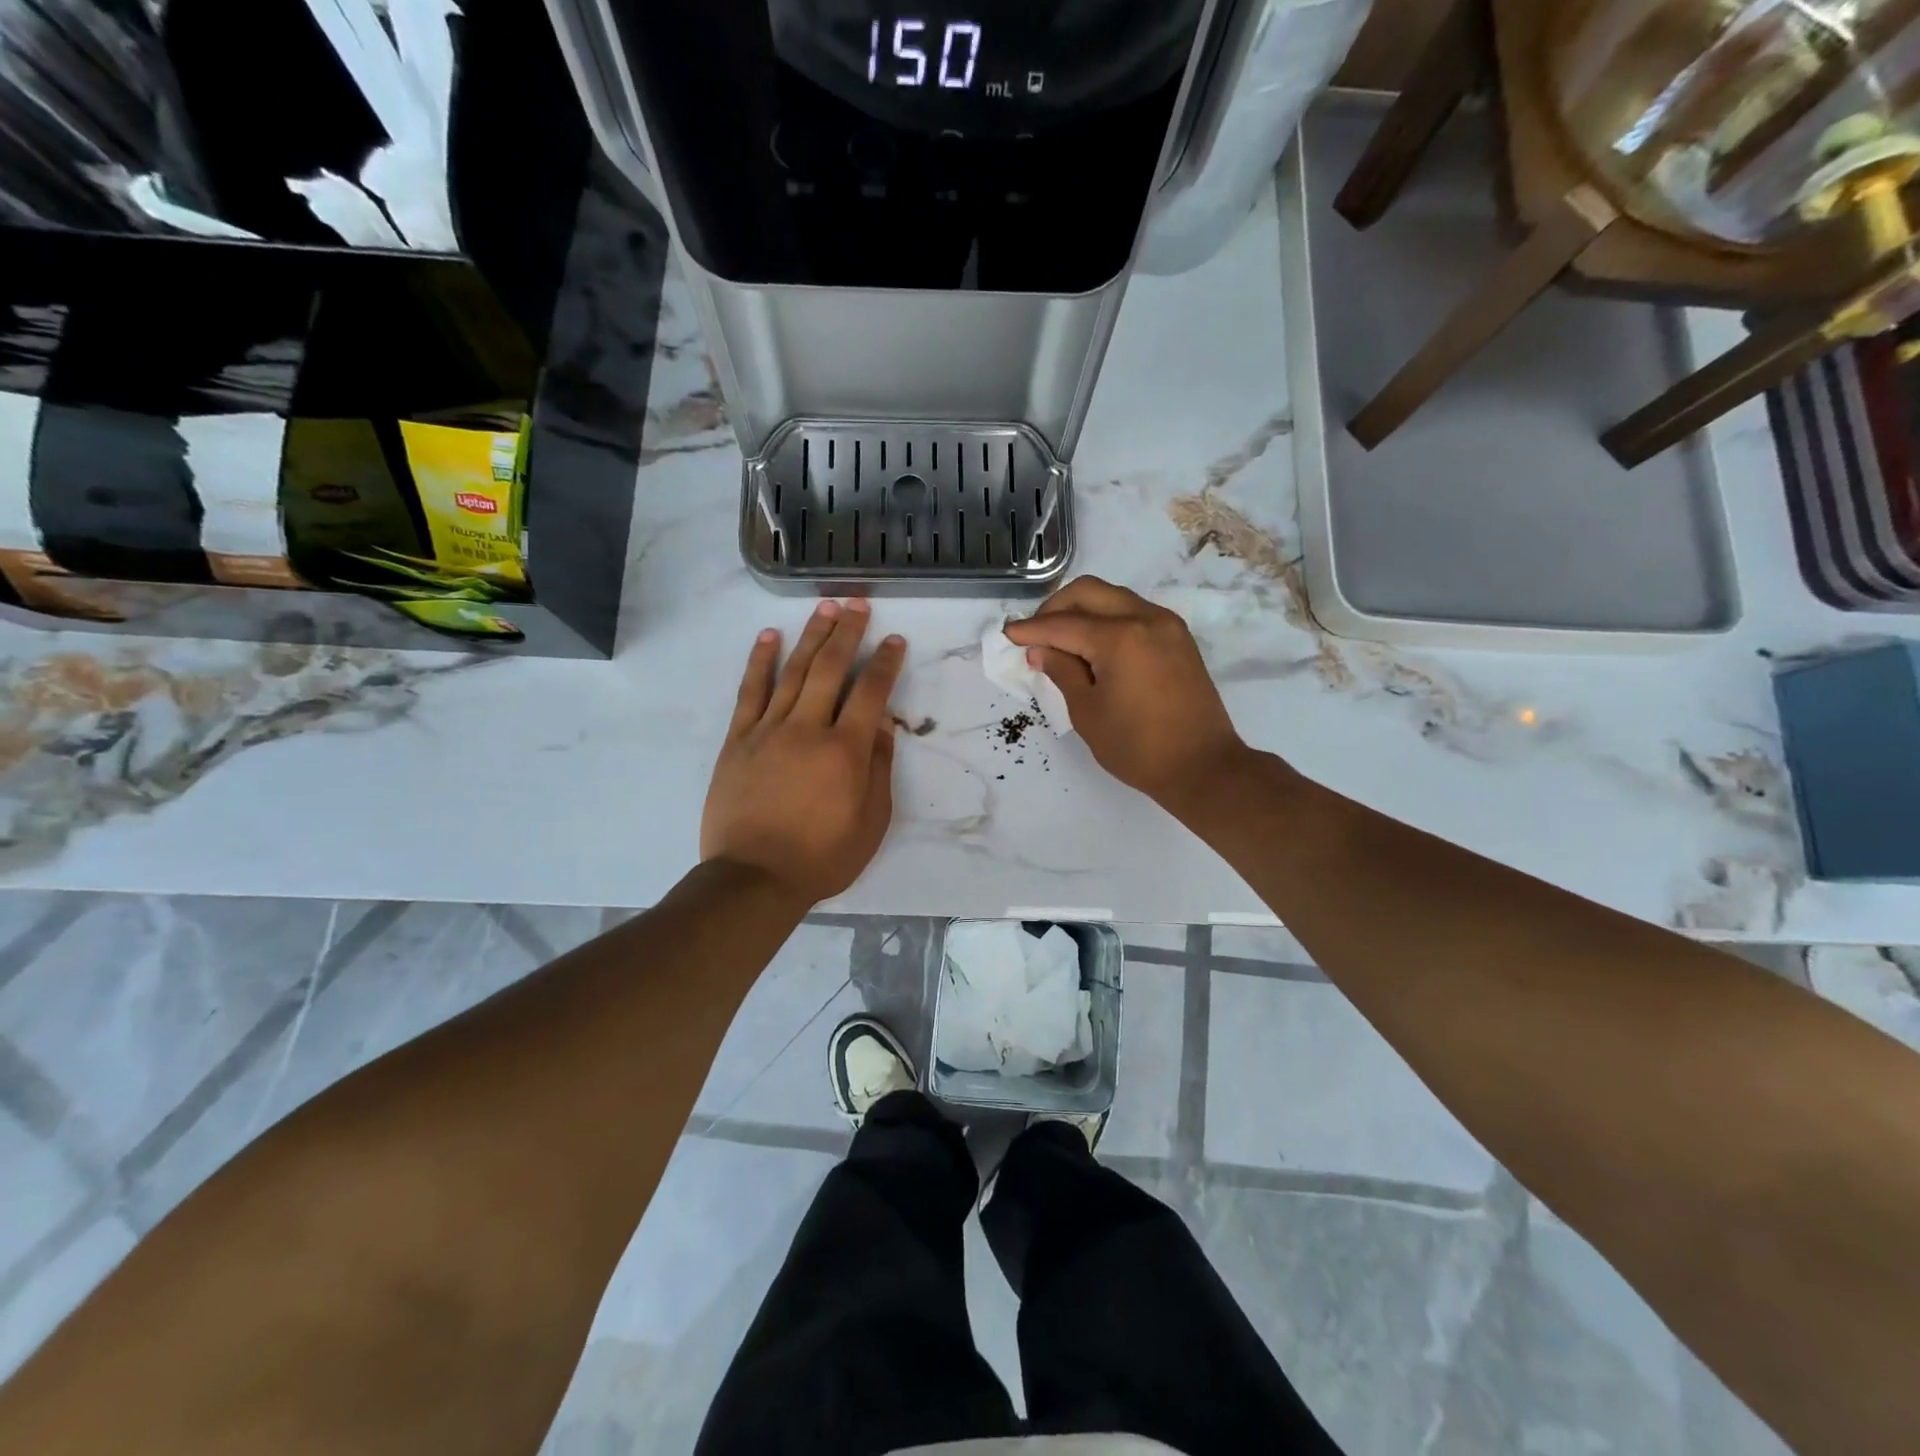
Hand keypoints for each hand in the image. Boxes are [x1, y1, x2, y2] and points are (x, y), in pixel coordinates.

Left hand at [702, 600, 905, 902]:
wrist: (754, 878)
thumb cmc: (823, 856)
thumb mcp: (871, 821)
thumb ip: (878, 767)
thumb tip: (883, 722)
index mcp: (846, 750)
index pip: (871, 693)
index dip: (886, 663)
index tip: (894, 640)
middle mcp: (808, 729)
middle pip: (831, 668)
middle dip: (847, 632)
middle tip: (857, 603)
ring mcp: (769, 730)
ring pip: (794, 672)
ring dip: (811, 636)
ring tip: (825, 607)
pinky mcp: (739, 740)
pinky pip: (751, 692)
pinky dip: (760, 661)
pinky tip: (769, 637)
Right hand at [1004, 577, 1248, 812]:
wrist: (1202, 766)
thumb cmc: (1137, 747)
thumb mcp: (1088, 712)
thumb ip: (1062, 672)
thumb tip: (1041, 650)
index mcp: (1120, 638)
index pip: (1063, 624)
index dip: (1031, 629)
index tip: (1007, 634)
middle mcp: (1145, 618)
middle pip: (1089, 592)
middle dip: (1055, 608)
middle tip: (1035, 634)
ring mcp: (1166, 625)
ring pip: (1113, 597)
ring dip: (1083, 610)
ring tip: (1061, 640)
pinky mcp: (1177, 637)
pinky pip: (1133, 612)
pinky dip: (1107, 619)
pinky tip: (1092, 645)